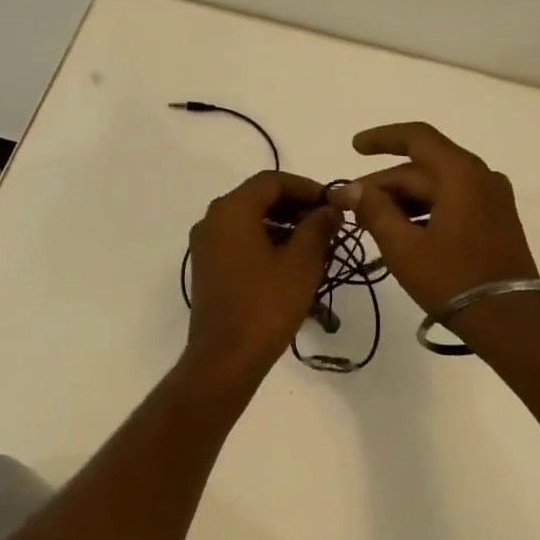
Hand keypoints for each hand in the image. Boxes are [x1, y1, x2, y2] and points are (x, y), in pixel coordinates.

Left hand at [185, 171, 342, 378]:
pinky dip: (266, 241)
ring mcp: (206, 244)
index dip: (306, 187)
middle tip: (327, 223)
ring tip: (315, 244)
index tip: (333, 204)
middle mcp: (212, 219)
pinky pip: (239, 240)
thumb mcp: (301, 263)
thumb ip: (318, 227)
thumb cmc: (266, 305)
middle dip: (295, 206)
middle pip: (258, 198)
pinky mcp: (207, 267)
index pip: (272, 181)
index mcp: (232, 210)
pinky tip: (291, 262)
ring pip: (249, 219)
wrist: (225, 358)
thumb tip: (330, 208)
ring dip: (282, 224)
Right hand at [327, 123, 539, 328]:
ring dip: (403, 198)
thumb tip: (351, 189)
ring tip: (371, 220)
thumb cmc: (452, 279)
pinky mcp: (497, 220)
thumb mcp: (403, 247)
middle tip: (351, 204)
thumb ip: (374, 210)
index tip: (354, 148)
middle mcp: (481, 176)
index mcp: (461, 173)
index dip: (382, 138)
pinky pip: (454, 200)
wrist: (509, 321)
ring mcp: (493, 198)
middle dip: (385, 183)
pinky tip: (402, 230)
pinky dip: (425, 208)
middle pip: (424, 167)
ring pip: (438, 185)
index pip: (417, 137)